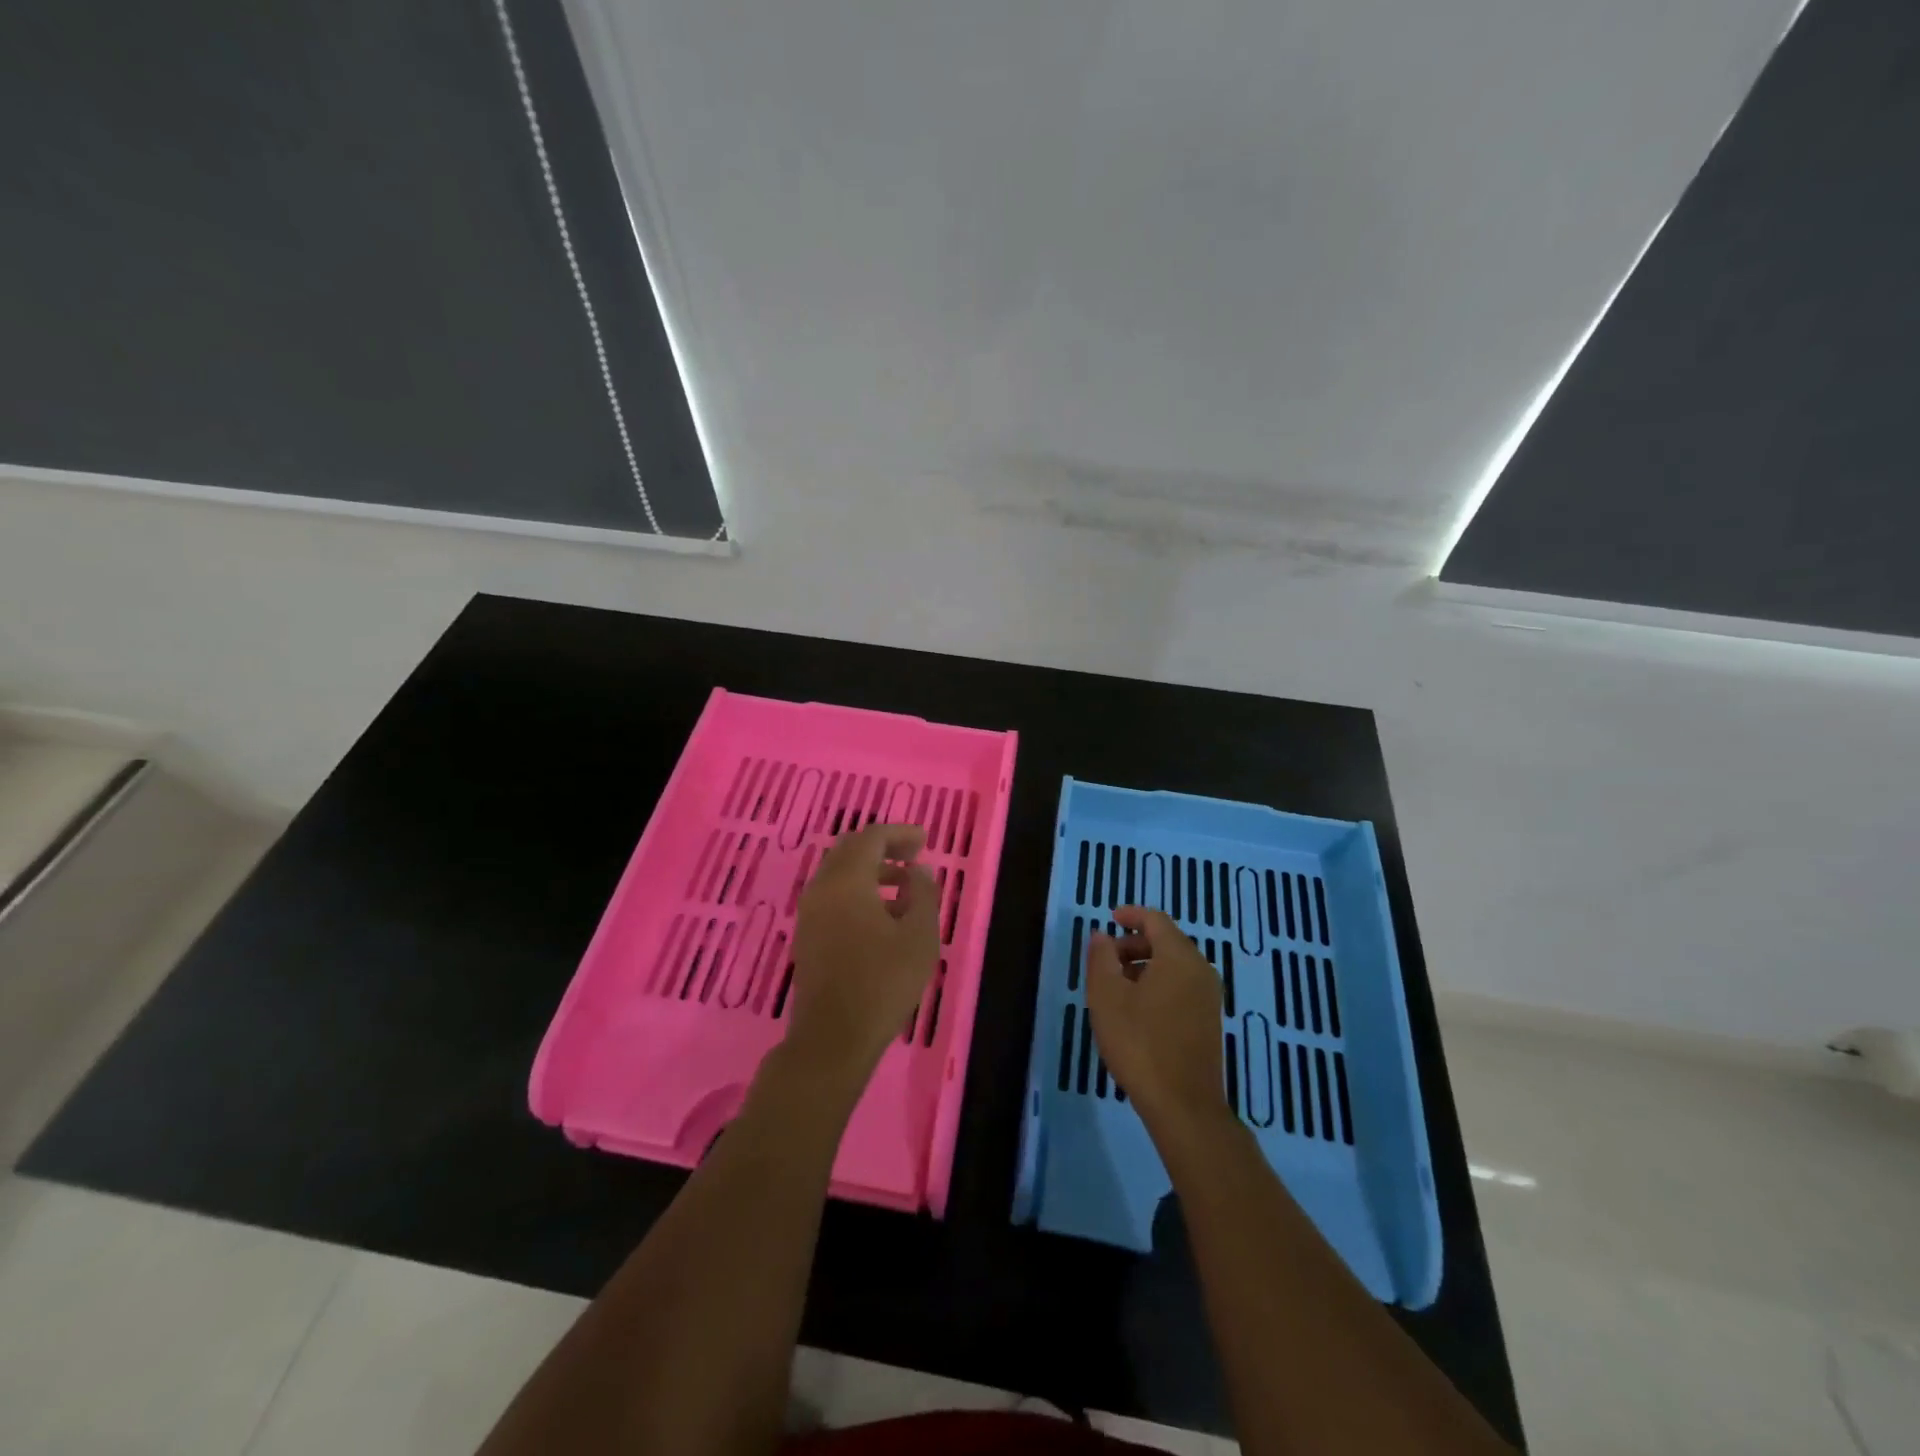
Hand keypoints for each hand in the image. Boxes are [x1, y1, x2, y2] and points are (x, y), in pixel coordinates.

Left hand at [785, 823, 940, 1082]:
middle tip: (913, 856)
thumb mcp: (919, 937)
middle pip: (850, 850)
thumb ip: (923, 894)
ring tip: (904, 886)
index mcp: (846, 880)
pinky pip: (832, 895)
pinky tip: (881, 913)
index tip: (924, 841)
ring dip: (870, 870)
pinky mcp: (807, 934)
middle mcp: (821, 887)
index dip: (900, 834)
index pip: (871, 837)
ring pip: (839, 873)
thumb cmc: (883, 983)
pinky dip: (857, 889)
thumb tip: (918, 872)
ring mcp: (809, 912)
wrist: (833, 1037)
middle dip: (883, 847)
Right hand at [1086, 906, 1229, 1142]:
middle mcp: (1201, 970)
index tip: (1109, 919)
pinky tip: (1136, 1008)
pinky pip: (1182, 986)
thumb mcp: (1106, 996)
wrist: (1183, 1105)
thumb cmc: (1139, 1043)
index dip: (1131, 915)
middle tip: (1106, 959)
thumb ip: (1101, 957)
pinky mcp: (1209, 1021)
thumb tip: (1102, 935)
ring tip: (1116, 986)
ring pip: (1174, 965)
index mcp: (1179, 957)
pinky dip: (1158, 983)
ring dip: (1145, 965)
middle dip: (1134, 943)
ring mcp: (1209, 997)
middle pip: (1167, 941)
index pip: (1155, 920)